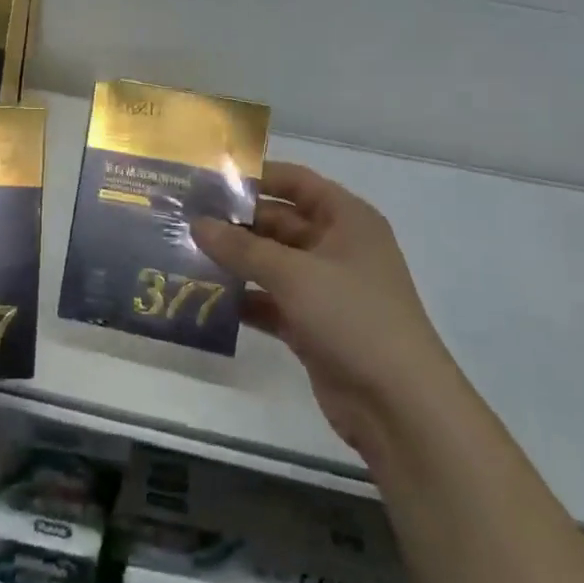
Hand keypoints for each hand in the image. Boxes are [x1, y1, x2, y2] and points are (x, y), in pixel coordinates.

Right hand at [193, 162, 446, 461]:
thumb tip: (197, 223)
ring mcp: (324, 288)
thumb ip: (242, 247)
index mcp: (347, 219)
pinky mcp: (312, 325)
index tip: (209, 178)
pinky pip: (270, 301)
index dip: (257, 176)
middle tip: (185, 219)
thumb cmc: (353, 318)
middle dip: (236, 222)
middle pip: (279, 222)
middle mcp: (336, 246)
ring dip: (235, 261)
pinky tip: (205, 297)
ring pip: (271, 263)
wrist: (399, 406)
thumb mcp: (294, 274)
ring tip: (184, 254)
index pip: (297, 182)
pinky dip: (243, 299)